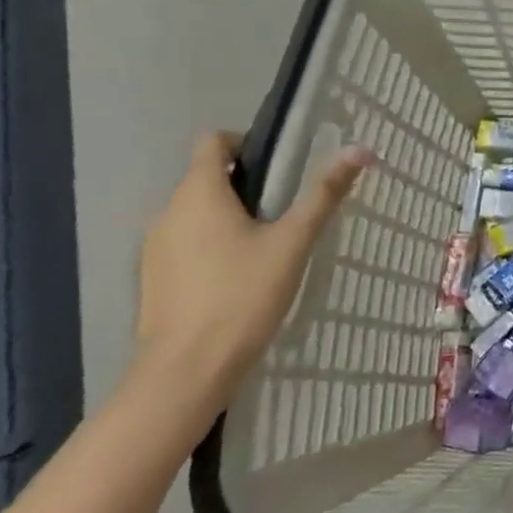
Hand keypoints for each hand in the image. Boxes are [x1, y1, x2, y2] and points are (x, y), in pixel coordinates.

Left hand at [133, 132, 369, 411]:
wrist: (186, 371)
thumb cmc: (242, 296)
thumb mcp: (293, 242)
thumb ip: (324, 194)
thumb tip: (359, 149)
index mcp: (199, 193)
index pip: (213, 141)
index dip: (246, 143)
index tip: (280, 167)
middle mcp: (168, 211)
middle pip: (207, 178)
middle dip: (247, 185)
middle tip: (288, 211)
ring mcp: (155, 247)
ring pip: (197, 213)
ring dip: (230, 217)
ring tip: (269, 246)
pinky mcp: (153, 278)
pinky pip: (186, 243)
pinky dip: (213, 245)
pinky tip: (240, 276)